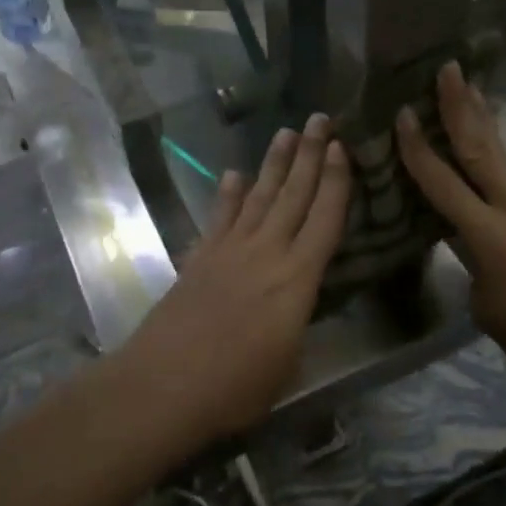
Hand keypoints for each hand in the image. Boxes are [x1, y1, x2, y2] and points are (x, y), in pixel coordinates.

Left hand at [121, 115, 351, 440]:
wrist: (163, 385)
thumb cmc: (236, 387)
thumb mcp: (288, 364)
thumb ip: (297, 323)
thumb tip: (300, 303)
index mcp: (297, 279)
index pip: (325, 219)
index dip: (336, 182)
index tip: (342, 147)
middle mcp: (266, 252)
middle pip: (292, 195)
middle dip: (308, 155)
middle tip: (318, 119)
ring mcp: (229, 250)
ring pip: (258, 197)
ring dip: (273, 164)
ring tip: (284, 133)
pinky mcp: (200, 257)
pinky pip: (220, 217)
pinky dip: (228, 194)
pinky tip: (233, 174)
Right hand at [395, 63, 505, 428]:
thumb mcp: (491, 310)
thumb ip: (473, 262)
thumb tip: (469, 237)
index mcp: (494, 238)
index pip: (444, 183)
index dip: (419, 148)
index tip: (401, 112)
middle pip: (483, 147)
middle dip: (461, 105)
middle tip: (448, 67)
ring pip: (504, 157)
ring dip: (482, 123)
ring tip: (466, 91)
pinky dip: (497, 159)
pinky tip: (486, 155)